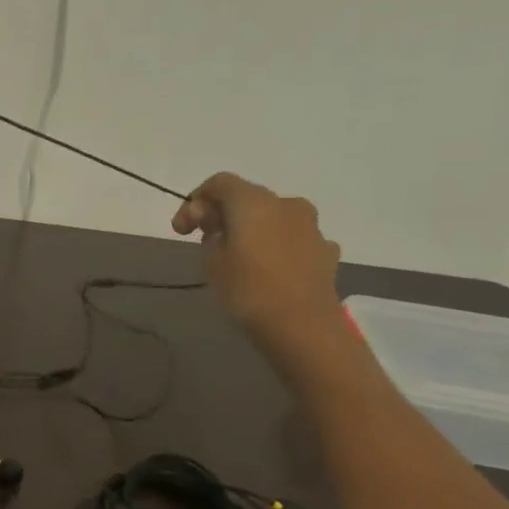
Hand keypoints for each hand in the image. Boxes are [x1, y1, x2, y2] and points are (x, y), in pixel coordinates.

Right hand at [171, 172, 341, 345]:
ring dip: (253, 230)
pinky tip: (268, 268)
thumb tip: (221, 229)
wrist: (302, 325)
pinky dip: (276, 246)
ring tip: (239, 256)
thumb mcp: (212, 262)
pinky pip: (293, 239)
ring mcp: (311, 227)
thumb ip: (211, 236)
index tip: (182, 230)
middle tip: (206, 240)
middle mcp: (286, 204)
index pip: (219, 183)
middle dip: (224, 215)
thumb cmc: (248, 289)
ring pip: (274, 218)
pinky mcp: (326, 251)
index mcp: (254, 202)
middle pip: (248, 198)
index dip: (194, 201)